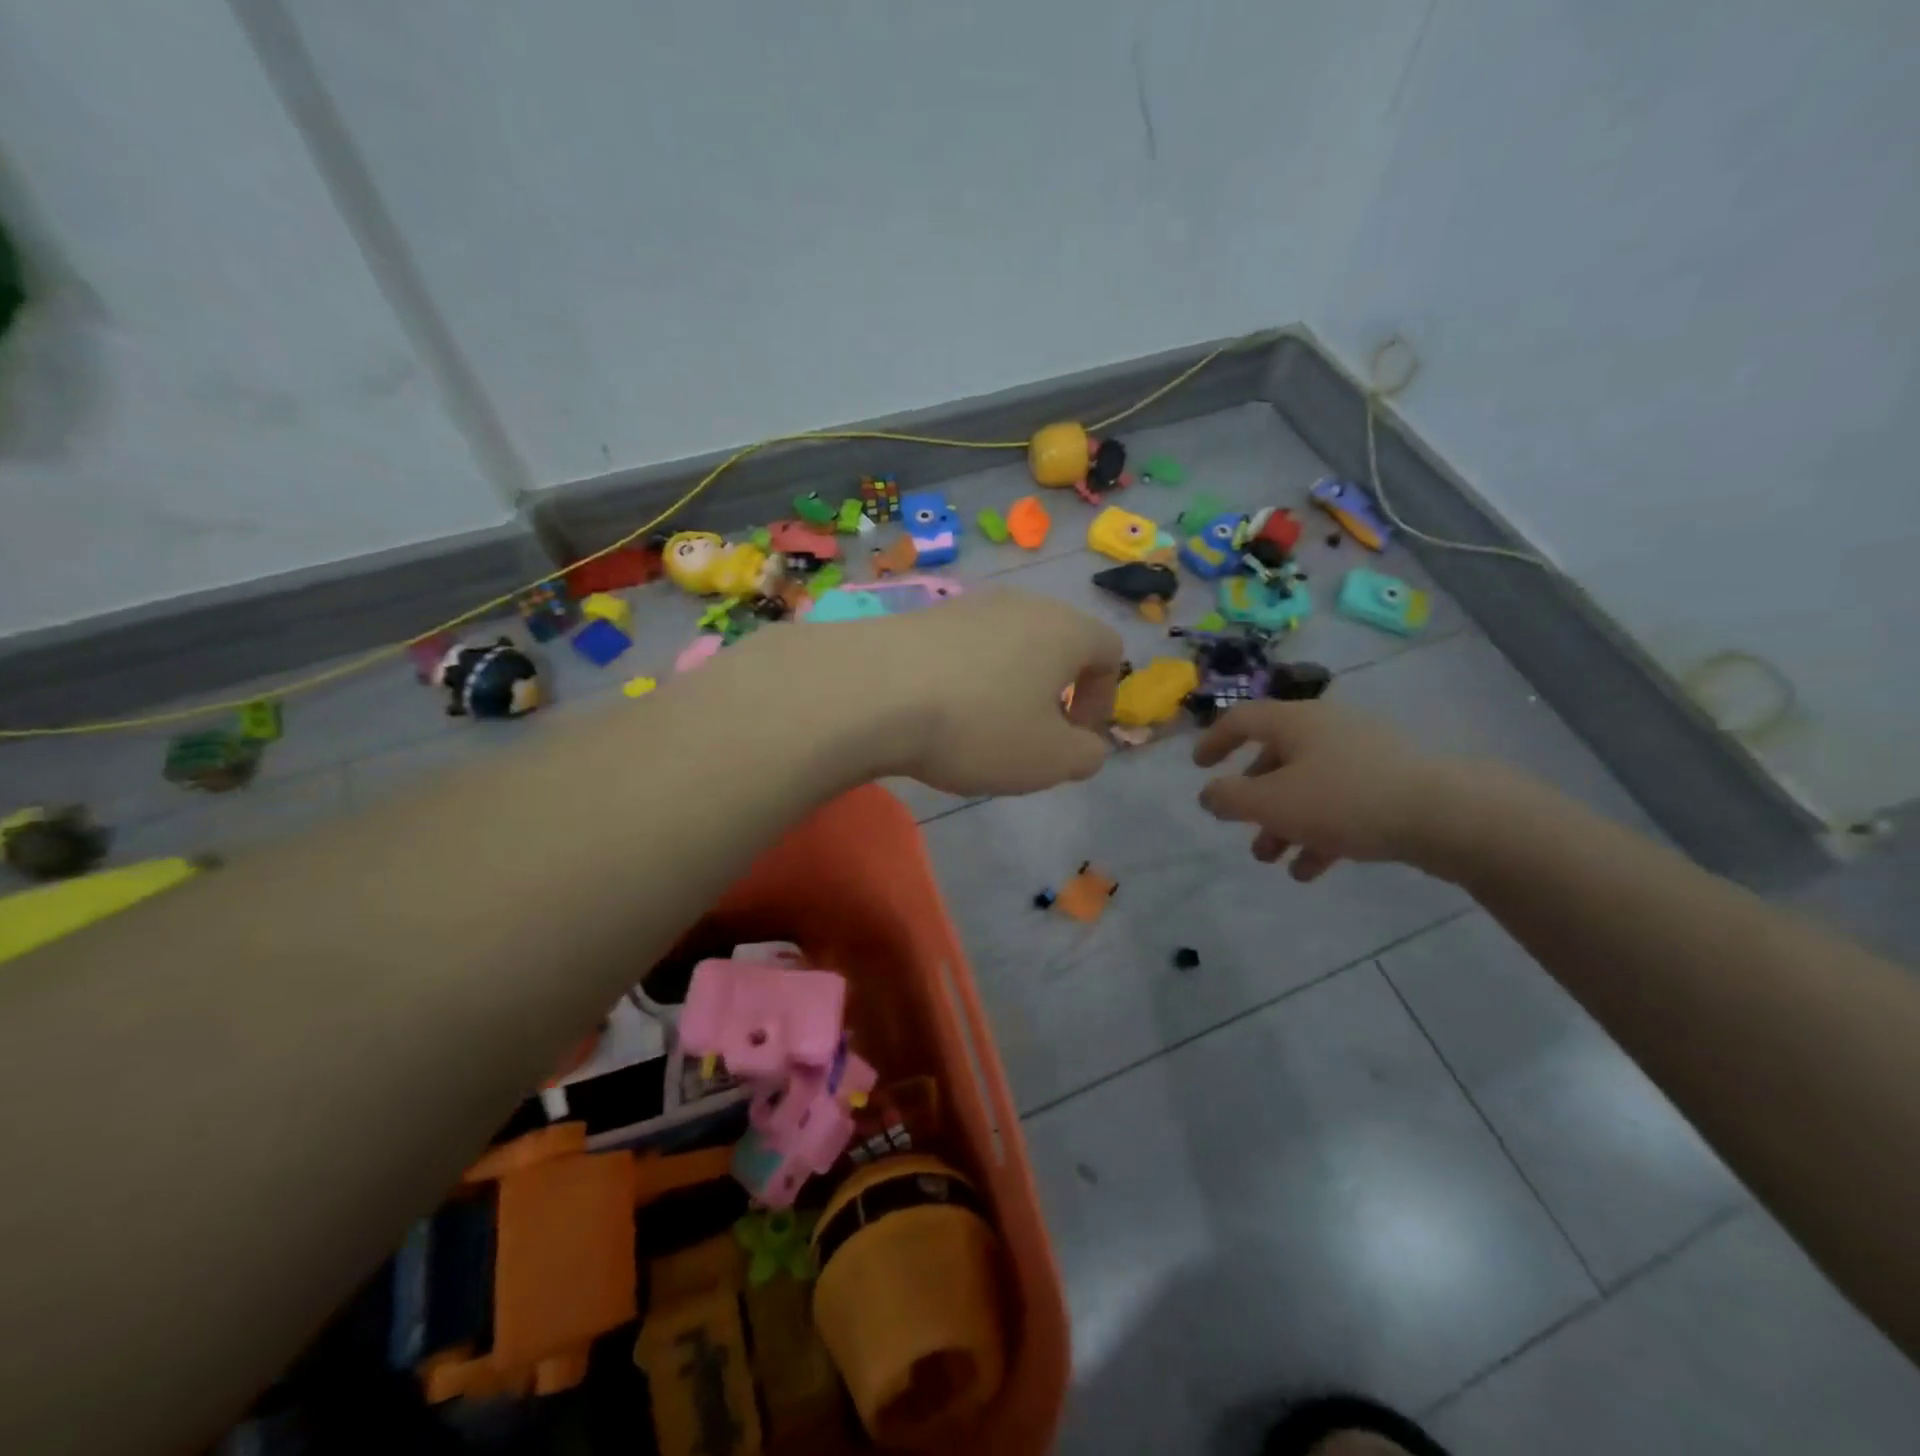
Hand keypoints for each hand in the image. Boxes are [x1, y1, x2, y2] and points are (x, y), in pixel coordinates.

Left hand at [845, 589, 1123, 796]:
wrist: (872, 691)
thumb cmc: (979, 725)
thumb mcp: (1050, 759)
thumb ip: (1086, 754)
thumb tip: (1084, 744)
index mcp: (1065, 629)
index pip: (1108, 650)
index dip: (1102, 699)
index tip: (1074, 737)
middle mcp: (1021, 604)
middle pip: (1056, 644)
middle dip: (1053, 692)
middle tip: (1031, 735)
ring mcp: (967, 604)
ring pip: (1007, 645)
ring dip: (1007, 685)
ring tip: (979, 728)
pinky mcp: (922, 616)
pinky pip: (962, 649)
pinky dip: (964, 679)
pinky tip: (937, 712)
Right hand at [1193, 701, 1465, 879]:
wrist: (1449, 815)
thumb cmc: (1345, 800)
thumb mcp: (1272, 802)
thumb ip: (1230, 799)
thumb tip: (1209, 794)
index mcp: (1296, 722)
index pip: (1242, 719)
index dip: (1214, 741)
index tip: (1199, 767)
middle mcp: (1327, 730)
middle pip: (1276, 759)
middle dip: (1254, 799)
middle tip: (1241, 829)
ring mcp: (1363, 756)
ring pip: (1308, 787)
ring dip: (1283, 823)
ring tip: (1272, 860)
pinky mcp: (1391, 785)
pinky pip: (1341, 805)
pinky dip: (1319, 832)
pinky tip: (1311, 870)